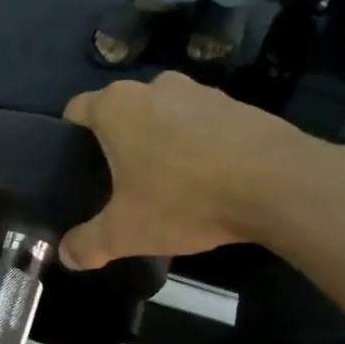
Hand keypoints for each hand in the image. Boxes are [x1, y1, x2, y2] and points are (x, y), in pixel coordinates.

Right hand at [60, 73, 322, 269]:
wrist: (279, 184)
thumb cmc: (185, 199)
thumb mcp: (126, 232)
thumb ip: (88, 243)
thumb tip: (65, 256)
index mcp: (117, 107)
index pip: (76, 110)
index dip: (70, 138)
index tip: (77, 168)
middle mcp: (155, 87)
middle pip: (122, 111)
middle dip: (118, 142)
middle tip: (119, 182)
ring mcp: (200, 92)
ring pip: (164, 115)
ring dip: (161, 140)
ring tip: (167, 182)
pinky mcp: (238, 105)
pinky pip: (203, 124)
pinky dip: (198, 144)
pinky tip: (208, 179)